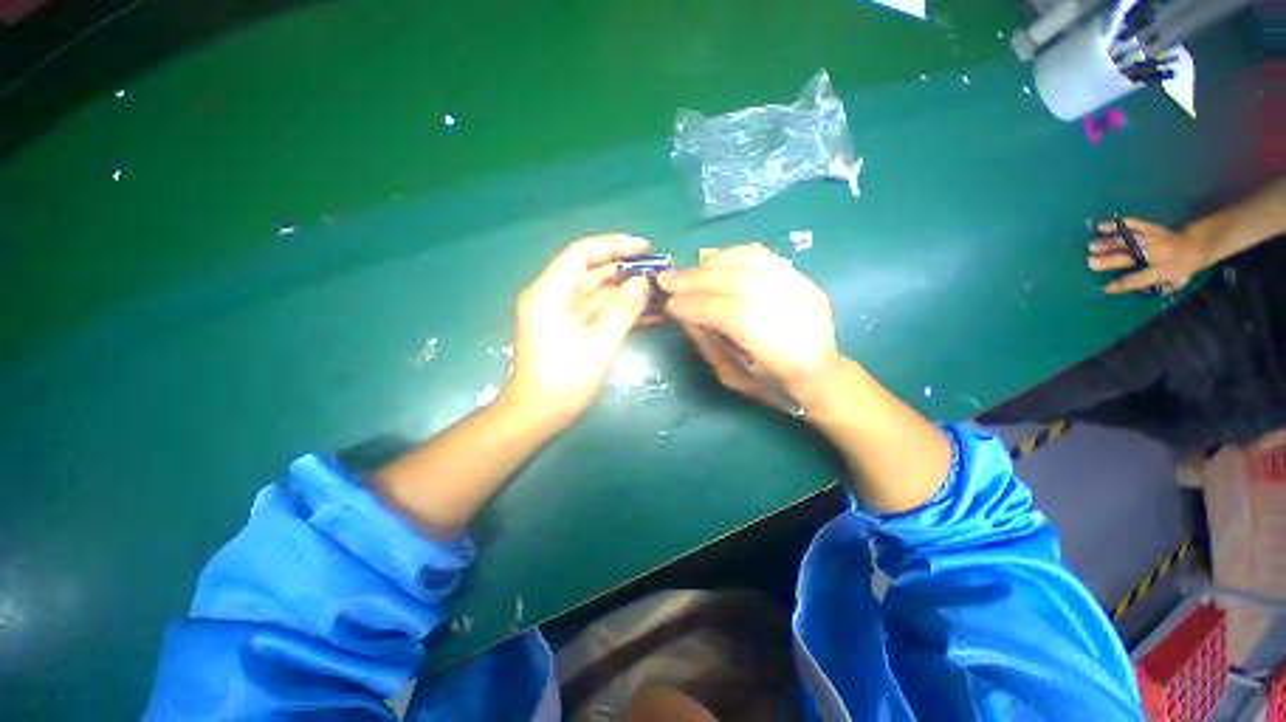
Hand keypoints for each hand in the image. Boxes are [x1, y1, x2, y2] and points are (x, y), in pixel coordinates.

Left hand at [505, 235, 652, 427]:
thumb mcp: (600, 343)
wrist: (538, 415)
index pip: (582, 253)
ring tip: (657, 291)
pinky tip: (645, 312)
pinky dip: (617, 310)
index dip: (614, 245)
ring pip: (596, 292)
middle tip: (657, 270)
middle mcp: (552, 296)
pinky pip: (596, 311)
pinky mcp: (569, 328)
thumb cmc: (565, 380)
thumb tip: (643, 282)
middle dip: (623, 269)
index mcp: (549, 292)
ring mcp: (560, 313)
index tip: (644, 247)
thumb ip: (623, 309)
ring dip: (624, 290)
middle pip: (590, 271)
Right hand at [657, 243, 841, 410]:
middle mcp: (798, 314)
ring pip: (750, 263)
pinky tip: (711, 263)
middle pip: (740, 283)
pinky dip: (730, 255)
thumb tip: (682, 313)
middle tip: (665, 280)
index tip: (668, 305)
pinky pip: (762, 255)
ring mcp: (804, 290)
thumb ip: (708, 343)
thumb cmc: (773, 386)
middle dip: (696, 280)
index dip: (696, 306)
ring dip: (709, 265)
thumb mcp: (733, 376)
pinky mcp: (803, 278)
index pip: (732, 316)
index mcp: (783, 352)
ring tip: (685, 273)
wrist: (821, 374)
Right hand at [1087, 217, 1211, 293]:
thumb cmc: (1182, 268)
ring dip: (1108, 243)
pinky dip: (1117, 224)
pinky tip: (1101, 226)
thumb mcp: (1174, 283)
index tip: (1106, 288)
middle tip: (1090, 262)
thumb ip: (1155, 287)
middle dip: (1109, 260)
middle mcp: (1157, 254)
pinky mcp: (1151, 227)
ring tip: (1091, 246)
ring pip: (1128, 240)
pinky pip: (1134, 223)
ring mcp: (1153, 238)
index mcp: (1163, 270)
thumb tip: (1134, 289)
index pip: (1140, 279)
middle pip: (1130, 257)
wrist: (1197, 245)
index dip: (1123, 284)